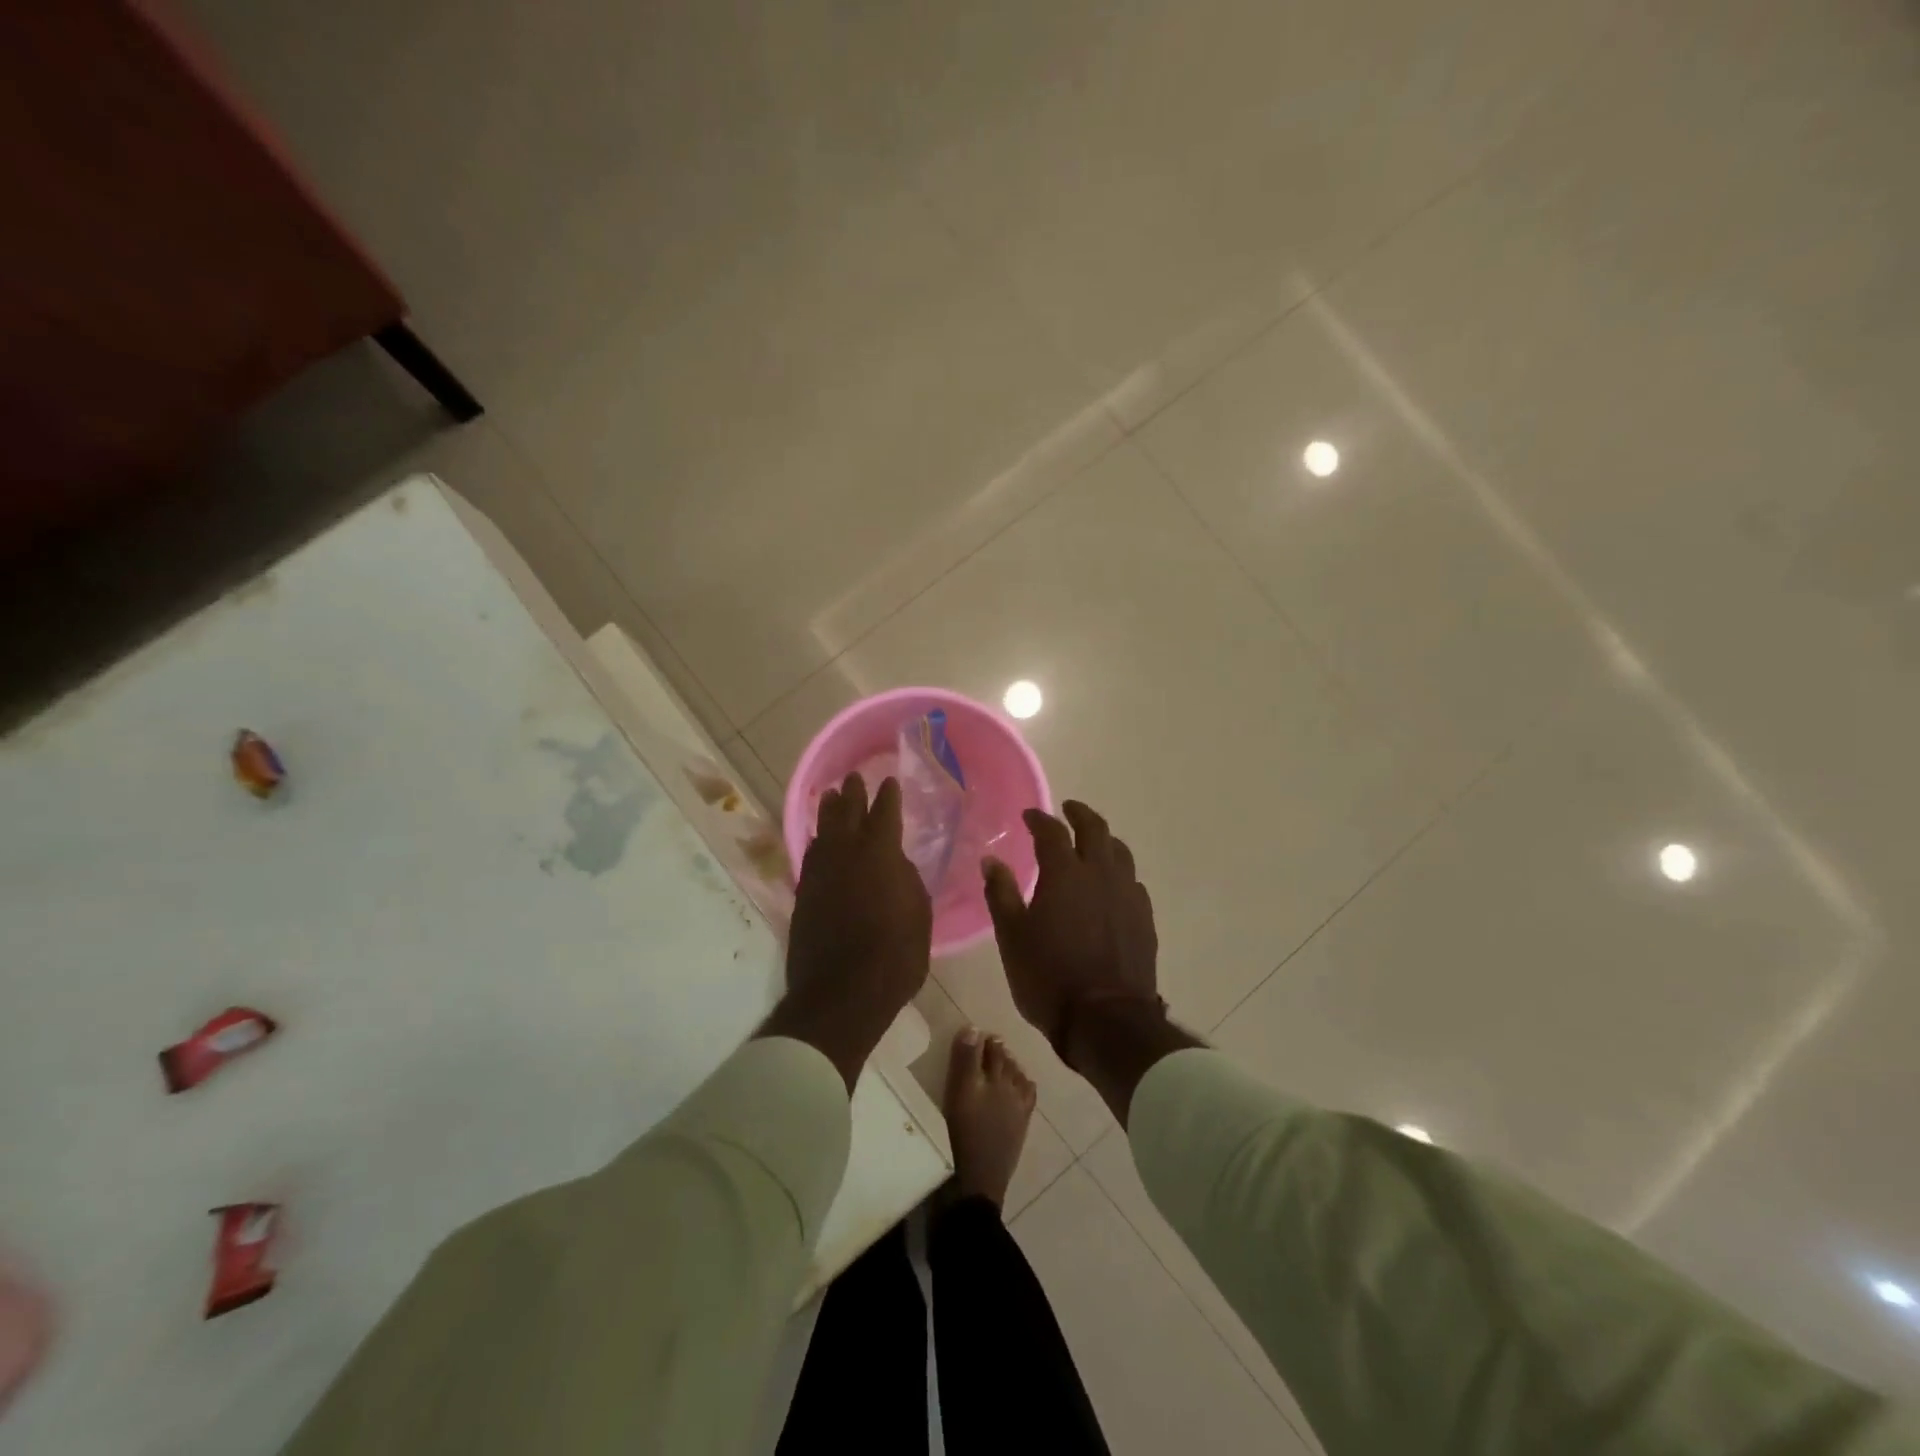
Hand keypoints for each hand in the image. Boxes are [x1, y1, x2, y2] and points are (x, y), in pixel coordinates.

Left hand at [765, 773, 931, 1089]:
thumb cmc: (895, 954)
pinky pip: (811, 856)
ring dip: (828, 812)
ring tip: (830, 797)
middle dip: (852, 794)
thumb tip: (896, 864)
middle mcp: (846, 854)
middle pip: (847, 814)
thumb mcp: (919, 914)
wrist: (843, 992)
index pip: (885, 813)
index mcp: (881, 853)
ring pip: (823, 831)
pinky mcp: (803, 894)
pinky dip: (816, 842)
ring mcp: (820, 873)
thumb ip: (907, 880)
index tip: (888, 781)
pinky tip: (817, 841)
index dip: (888, 796)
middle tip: (852, 779)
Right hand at [981, 801, 1160, 1057]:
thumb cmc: (1048, 977)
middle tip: (1068, 810)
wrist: (1105, 1020)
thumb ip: (1001, 894)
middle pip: (1095, 829)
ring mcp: (1127, 895)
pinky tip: (1112, 886)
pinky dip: (1119, 873)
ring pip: (1120, 852)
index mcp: (1065, 873)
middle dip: (1080, 814)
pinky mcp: (1145, 918)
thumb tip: (991, 860)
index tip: (1029, 815)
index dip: (1039, 819)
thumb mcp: (1012, 937)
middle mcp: (1100, 874)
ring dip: (1104, 840)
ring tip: (1092, 844)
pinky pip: (1132, 881)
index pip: (1052, 831)